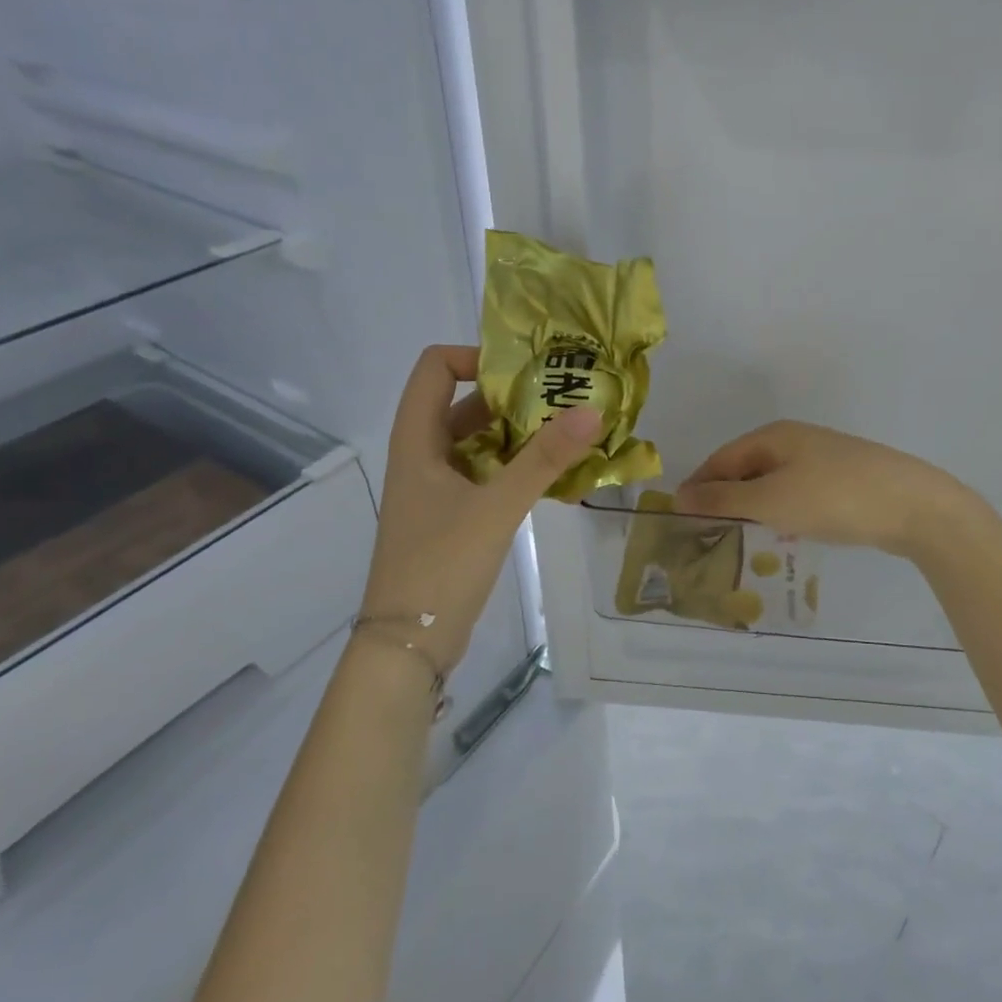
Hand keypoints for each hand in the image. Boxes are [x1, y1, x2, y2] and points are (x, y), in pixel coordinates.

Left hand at [362, 345, 599, 671]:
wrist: (409, 644)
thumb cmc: (441, 565)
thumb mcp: (497, 507)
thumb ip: (544, 459)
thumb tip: (592, 411)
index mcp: (416, 440)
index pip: (435, 368)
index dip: (475, 357)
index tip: (524, 372)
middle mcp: (422, 455)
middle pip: (461, 403)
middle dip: (510, 397)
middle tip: (561, 399)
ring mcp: (436, 487)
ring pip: (477, 441)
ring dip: (517, 433)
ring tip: (566, 433)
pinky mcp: (451, 515)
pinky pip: (485, 473)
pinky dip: (515, 466)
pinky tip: (552, 475)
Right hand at [674, 420, 982, 560]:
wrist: (914, 506)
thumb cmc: (834, 498)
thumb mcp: (771, 500)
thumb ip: (724, 499)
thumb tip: (679, 494)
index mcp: (774, 437)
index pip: (721, 459)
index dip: (699, 486)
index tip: (681, 519)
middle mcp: (796, 441)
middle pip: (747, 469)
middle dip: (726, 499)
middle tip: (707, 535)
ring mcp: (823, 460)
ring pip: (774, 483)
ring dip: (754, 508)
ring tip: (740, 539)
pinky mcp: (844, 481)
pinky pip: (799, 494)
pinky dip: (783, 512)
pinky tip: (784, 534)